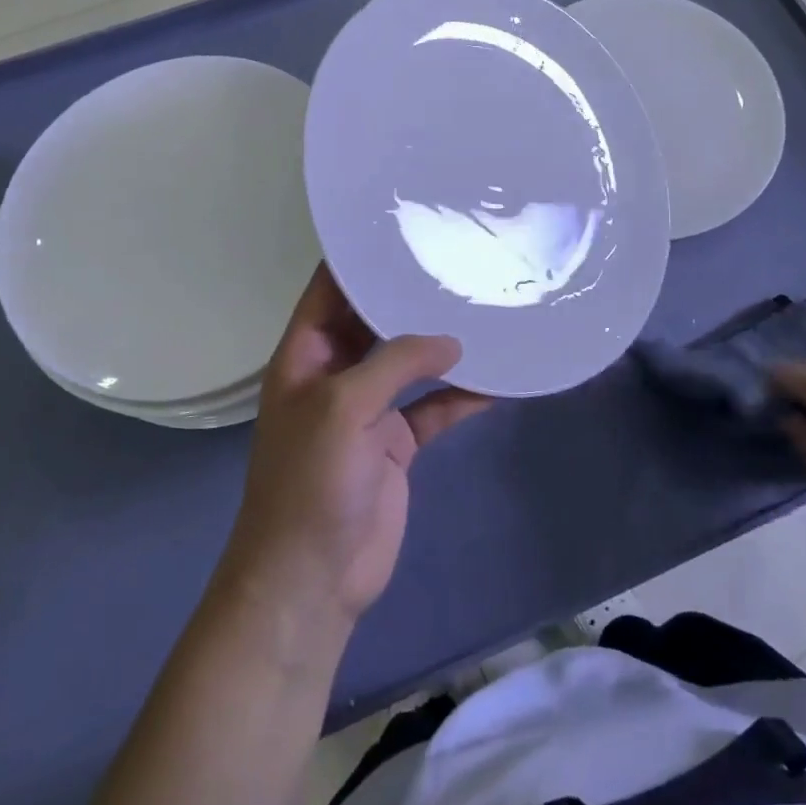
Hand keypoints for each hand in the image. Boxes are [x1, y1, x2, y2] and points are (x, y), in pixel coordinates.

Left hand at [216, 266, 491, 635]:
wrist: (313, 579)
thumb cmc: (311, 481)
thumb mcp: (344, 407)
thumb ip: (396, 363)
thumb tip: (452, 341)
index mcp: (306, 355)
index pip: (329, 290)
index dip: (357, 257)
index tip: (401, 225)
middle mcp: (335, 374)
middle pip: (373, 321)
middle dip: (409, 295)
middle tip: (457, 258)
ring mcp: (368, 409)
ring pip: (409, 363)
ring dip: (442, 344)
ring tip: (485, 307)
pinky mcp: (397, 443)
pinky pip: (433, 407)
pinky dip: (462, 395)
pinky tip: (500, 378)